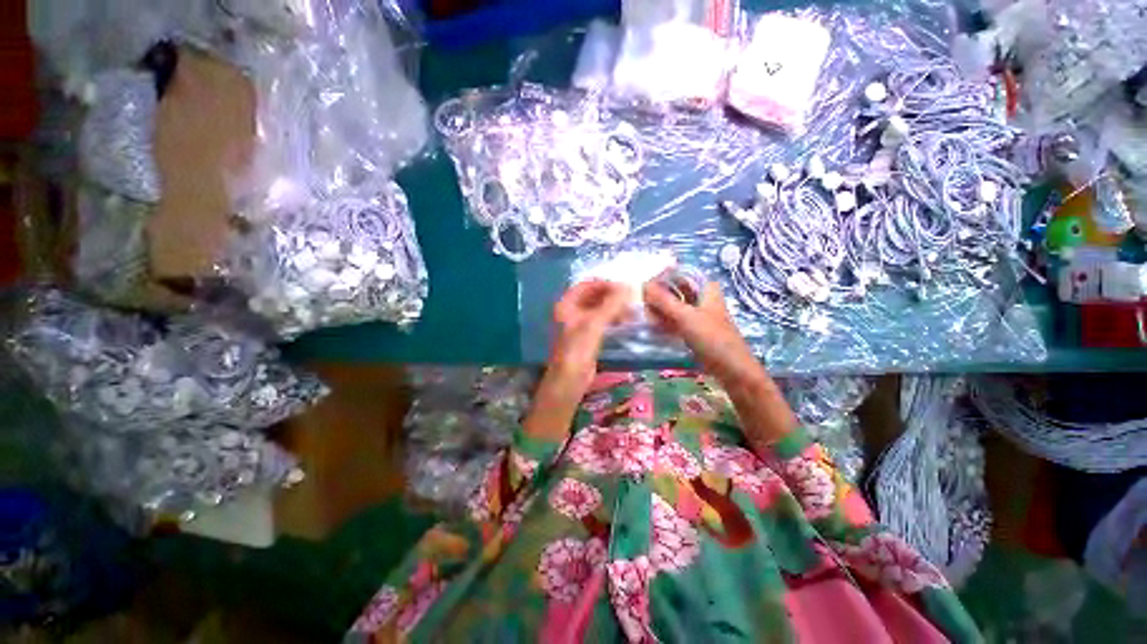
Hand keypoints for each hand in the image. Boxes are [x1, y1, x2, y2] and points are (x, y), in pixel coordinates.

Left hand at [547, 280, 632, 394]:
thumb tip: (629, 286)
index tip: (624, 286)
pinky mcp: (587, 336)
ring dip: (614, 307)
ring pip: (598, 309)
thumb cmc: (578, 349)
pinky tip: (626, 321)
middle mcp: (571, 311)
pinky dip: (613, 318)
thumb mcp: (594, 324)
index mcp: (566, 304)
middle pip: (593, 296)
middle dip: (611, 296)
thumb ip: (611, 304)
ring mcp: (579, 325)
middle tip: (631, 297)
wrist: (570, 380)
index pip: (586, 285)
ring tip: (631, 309)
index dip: (604, 284)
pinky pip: (601, 322)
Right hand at [643, 279, 764, 385]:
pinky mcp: (694, 329)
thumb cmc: (712, 338)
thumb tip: (643, 284)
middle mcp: (702, 298)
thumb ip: (664, 300)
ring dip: (660, 308)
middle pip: (676, 289)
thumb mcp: (685, 316)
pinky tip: (651, 324)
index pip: (680, 273)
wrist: (731, 369)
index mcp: (706, 288)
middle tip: (639, 299)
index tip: (643, 283)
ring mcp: (698, 314)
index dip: (662, 276)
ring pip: (674, 305)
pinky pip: (675, 319)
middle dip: (658, 293)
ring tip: (642, 311)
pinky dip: (664, 320)